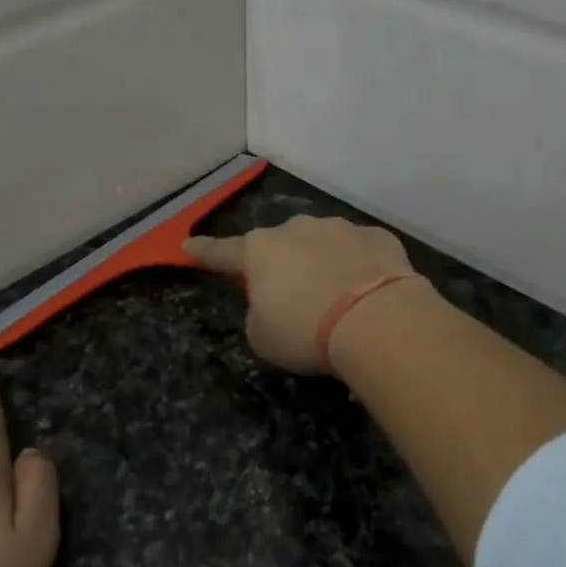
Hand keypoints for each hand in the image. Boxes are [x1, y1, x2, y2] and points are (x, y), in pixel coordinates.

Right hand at [185, 215, 428, 374]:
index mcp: (259, 252)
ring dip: (322, 266)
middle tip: (293, 300)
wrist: (377, 320)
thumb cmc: (305, 331)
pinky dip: (359, 269)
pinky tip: (369, 295)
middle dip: (282, 268)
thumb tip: (273, 305)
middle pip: (279, 248)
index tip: (188, 244)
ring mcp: (340, 228)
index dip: (204, 251)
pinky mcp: (378, 238)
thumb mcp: (263, 338)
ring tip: (338, 302)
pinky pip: (360, 253)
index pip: (221, 252)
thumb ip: (259, 315)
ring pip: (322, 245)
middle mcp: (296, 230)